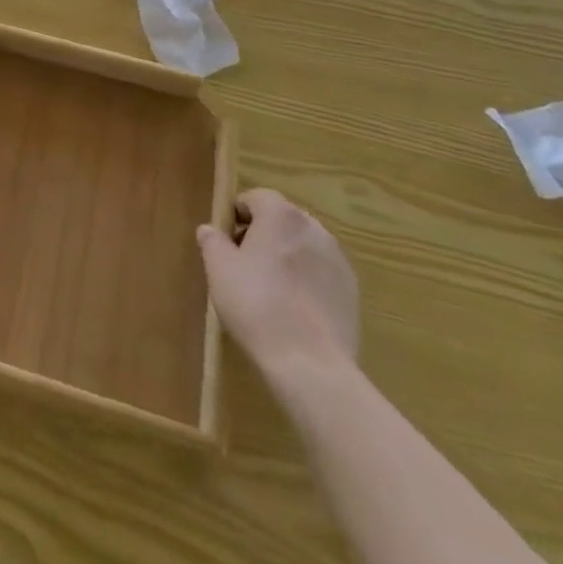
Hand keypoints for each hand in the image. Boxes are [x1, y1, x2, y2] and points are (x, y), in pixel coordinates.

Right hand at [197, 188, 358, 375]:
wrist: (311, 365)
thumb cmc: (257, 305)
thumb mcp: (219, 269)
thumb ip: (212, 241)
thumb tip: (210, 230)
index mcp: (280, 214)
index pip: (255, 198)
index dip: (237, 216)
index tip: (227, 244)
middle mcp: (313, 227)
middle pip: (281, 220)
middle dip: (262, 235)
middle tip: (244, 267)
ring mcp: (337, 259)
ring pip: (302, 246)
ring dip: (286, 257)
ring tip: (271, 290)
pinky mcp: (352, 291)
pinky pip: (321, 273)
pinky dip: (307, 281)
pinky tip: (294, 309)